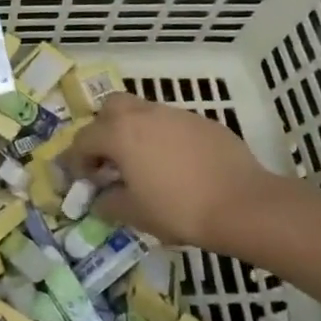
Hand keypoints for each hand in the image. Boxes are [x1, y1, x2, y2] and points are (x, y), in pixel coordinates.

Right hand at [69, 93, 287, 248]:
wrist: (243, 204)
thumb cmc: (179, 209)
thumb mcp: (135, 214)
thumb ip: (109, 203)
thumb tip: (100, 199)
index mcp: (120, 133)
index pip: (84, 139)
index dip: (77, 161)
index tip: (84, 181)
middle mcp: (144, 114)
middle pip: (111, 107)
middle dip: (103, 129)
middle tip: (111, 159)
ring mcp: (175, 114)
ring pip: (143, 112)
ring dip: (135, 132)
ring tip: (145, 164)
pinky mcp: (203, 122)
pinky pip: (172, 124)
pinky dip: (165, 138)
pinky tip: (178, 166)